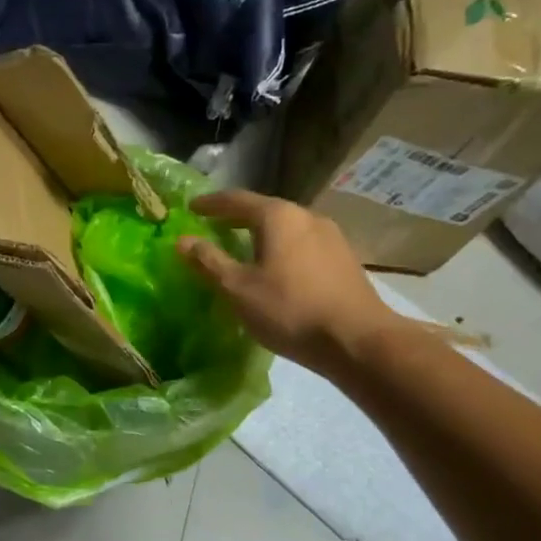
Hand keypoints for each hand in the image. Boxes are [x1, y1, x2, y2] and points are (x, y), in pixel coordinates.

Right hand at [176, 190, 411, 373]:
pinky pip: (302, 244)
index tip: (190, 207)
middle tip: (213, 227)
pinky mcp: (343, 258)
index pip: (236, 199)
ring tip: (241, 248)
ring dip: (260, 234)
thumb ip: (209, 261)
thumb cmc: (290, 310)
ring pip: (286, 228)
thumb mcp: (238, 288)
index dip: (210, 203)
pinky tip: (274, 268)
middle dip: (236, 217)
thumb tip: (182, 240)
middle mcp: (307, 216)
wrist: (358, 341)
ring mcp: (331, 236)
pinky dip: (280, 248)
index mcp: (278, 216)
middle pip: (264, 210)